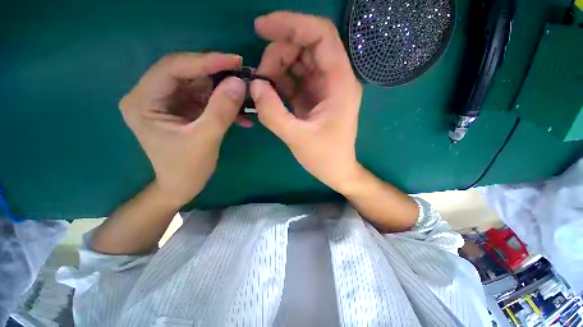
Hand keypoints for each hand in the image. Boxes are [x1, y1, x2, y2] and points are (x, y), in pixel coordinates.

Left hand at [119, 52, 244, 205]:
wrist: (182, 187)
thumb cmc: (187, 168)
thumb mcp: (206, 139)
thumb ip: (222, 110)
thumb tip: (239, 82)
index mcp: (144, 101)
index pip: (174, 68)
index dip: (206, 61)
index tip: (235, 60)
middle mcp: (151, 96)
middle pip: (187, 73)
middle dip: (217, 75)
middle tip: (244, 75)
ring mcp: (168, 103)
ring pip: (199, 85)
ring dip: (224, 91)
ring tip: (247, 96)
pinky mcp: (183, 110)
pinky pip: (205, 100)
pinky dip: (224, 104)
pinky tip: (241, 114)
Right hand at [251, 12, 363, 192]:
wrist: (337, 171)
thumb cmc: (325, 158)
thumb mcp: (297, 138)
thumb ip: (273, 113)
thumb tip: (254, 86)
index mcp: (340, 83)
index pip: (320, 35)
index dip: (291, 24)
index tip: (261, 28)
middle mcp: (335, 80)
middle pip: (306, 46)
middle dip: (278, 53)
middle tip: (259, 77)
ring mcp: (324, 89)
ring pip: (299, 62)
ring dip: (277, 68)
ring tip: (262, 87)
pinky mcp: (315, 98)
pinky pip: (296, 80)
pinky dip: (280, 82)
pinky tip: (269, 93)